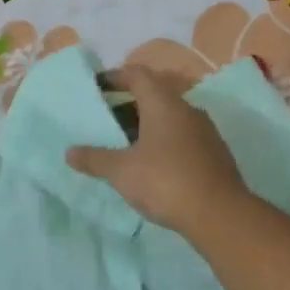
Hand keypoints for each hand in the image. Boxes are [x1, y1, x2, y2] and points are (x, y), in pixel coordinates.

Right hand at [66, 65, 250, 238]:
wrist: (219, 214)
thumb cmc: (165, 181)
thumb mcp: (122, 171)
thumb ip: (94, 159)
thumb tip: (70, 153)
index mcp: (164, 104)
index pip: (138, 75)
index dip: (116, 77)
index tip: (97, 86)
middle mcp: (187, 110)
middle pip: (154, 97)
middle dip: (127, 106)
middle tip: (105, 122)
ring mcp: (205, 132)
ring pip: (169, 119)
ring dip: (145, 127)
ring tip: (123, 146)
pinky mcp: (214, 154)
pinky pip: (181, 138)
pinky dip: (162, 143)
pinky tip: (150, 165)